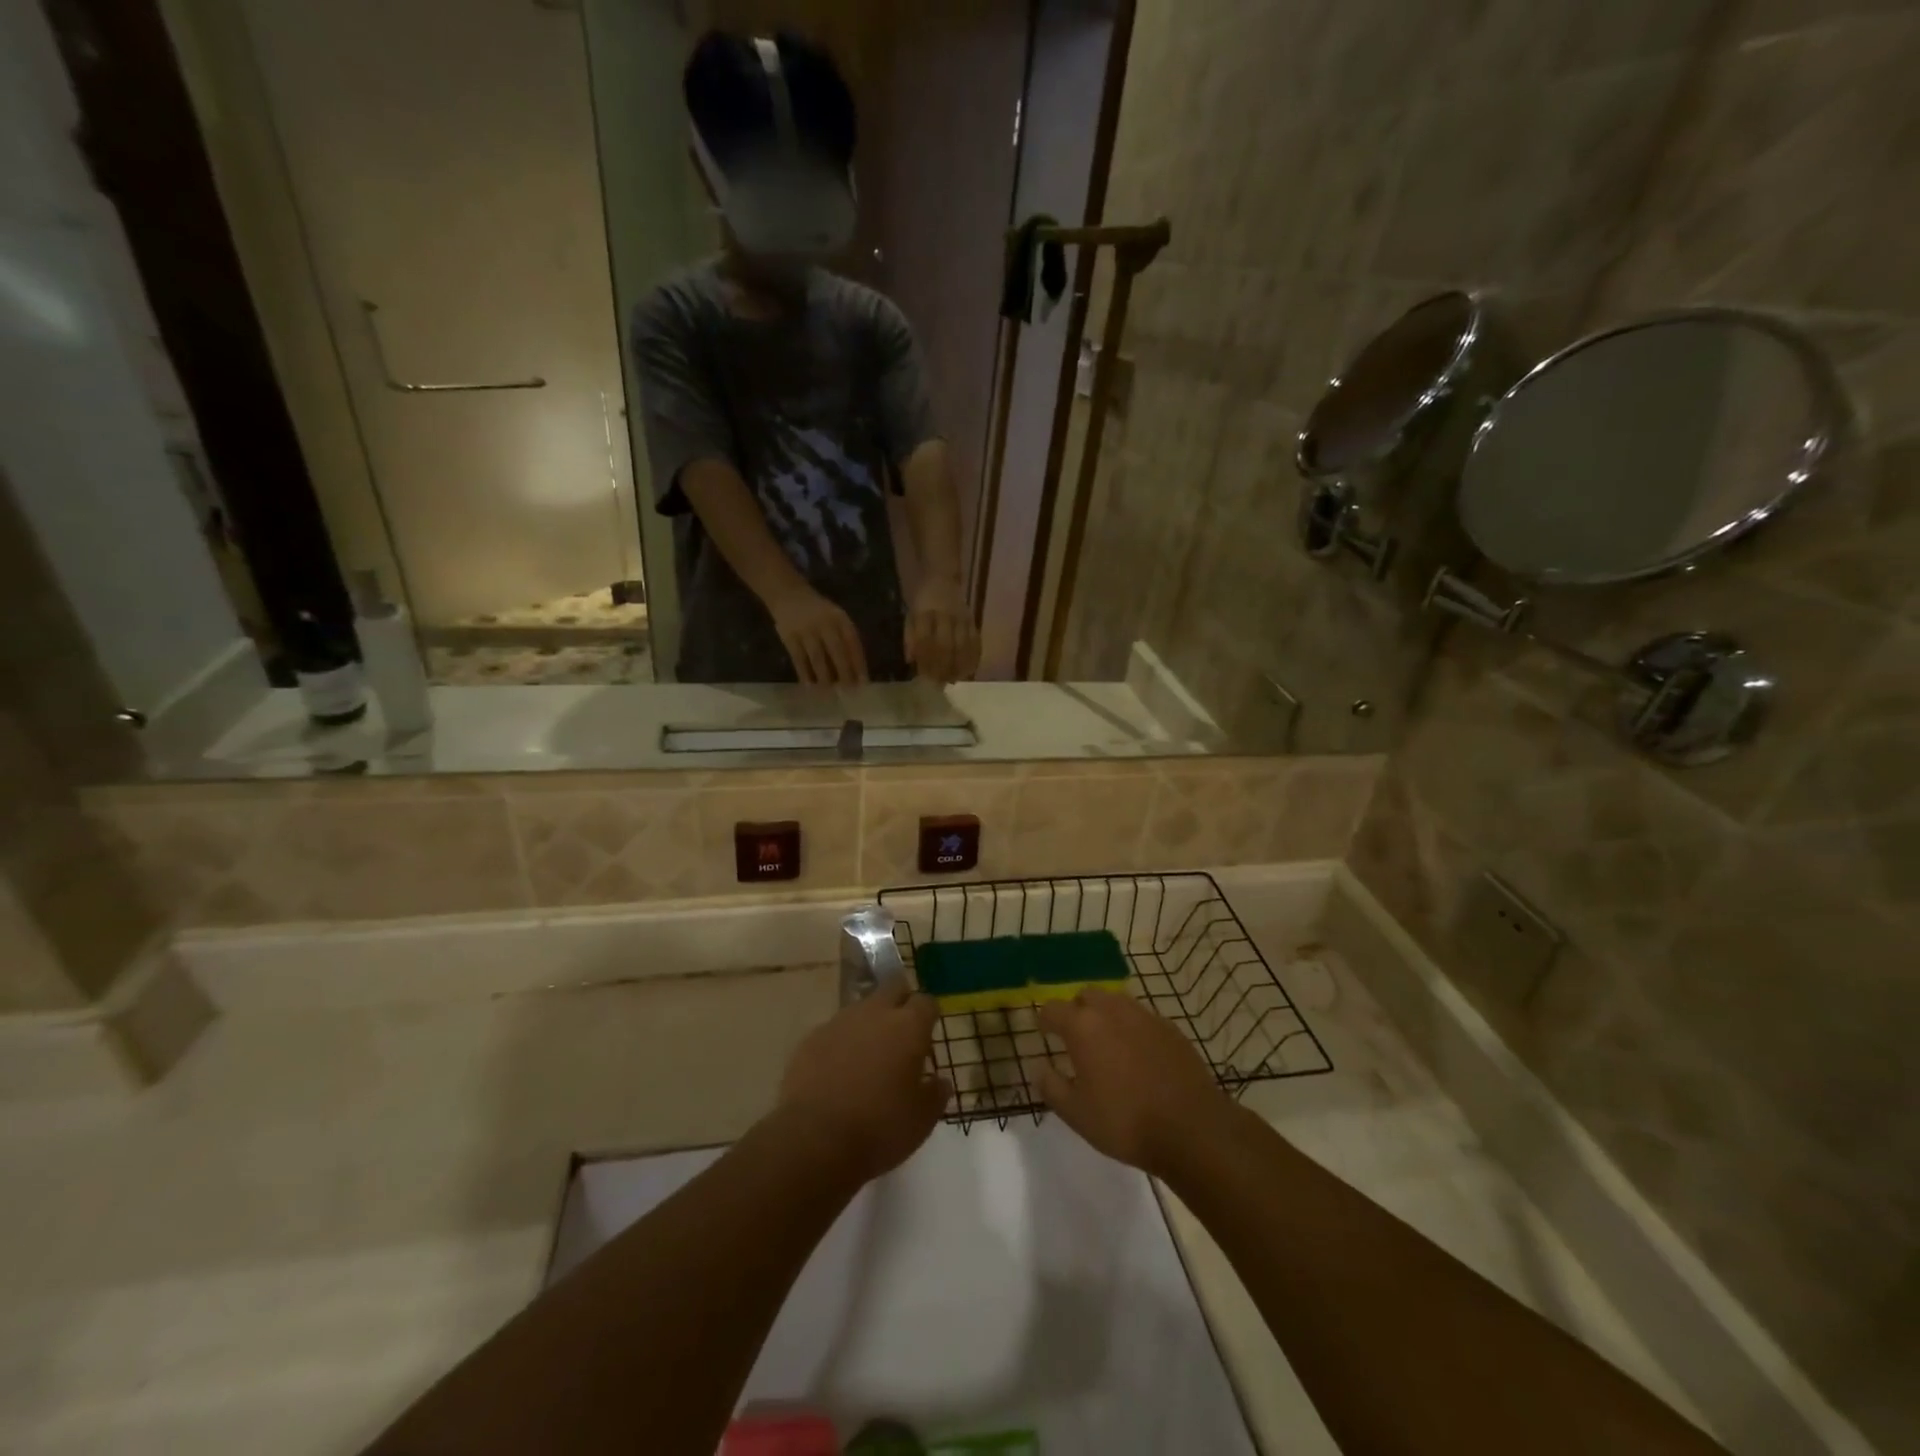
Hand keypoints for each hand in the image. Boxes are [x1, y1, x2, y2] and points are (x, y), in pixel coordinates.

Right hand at [768, 585, 868, 685]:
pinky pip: (798, 658)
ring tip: (829, 692)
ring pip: (817, 657)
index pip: (853, 643)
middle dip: (844, 672)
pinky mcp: (789, 636)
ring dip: (824, 676)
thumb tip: (856, 669)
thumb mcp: (836, 617)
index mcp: (840, 618)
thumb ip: (846, 638)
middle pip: (837, 651)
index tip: (864, 682)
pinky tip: (809, 685)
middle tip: (849, 690)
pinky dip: (804, 673)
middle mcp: (824, 623)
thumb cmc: (819, 612)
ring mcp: (806, 630)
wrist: (788, 594)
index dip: (859, 663)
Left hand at [778, 979, 951, 1181]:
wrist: (814, 1139)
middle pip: (892, 987)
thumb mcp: (922, 1120)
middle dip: (900, 1002)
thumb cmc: (879, 1128)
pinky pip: (834, 1031)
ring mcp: (840, 1021)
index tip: (927, 1034)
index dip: (928, 1015)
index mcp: (909, 1026)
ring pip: (861, 1008)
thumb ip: (935, 1094)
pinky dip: (841, 1043)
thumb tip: (940, 1081)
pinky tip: (838, 1072)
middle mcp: (875, 1012)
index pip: (926, 1002)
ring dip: (869, 1023)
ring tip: (868, 1057)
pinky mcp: (811, 1038)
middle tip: (901, 1032)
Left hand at [904, 576, 979, 683]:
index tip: (924, 679)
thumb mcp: (910, 615)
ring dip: (958, 666)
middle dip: (943, 668)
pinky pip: (976, 641)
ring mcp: (962, 617)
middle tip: (940, 684)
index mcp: (925, 612)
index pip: (926, 641)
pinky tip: (968, 670)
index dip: (926, 661)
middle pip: (946, 646)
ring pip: (962, 646)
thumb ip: (910, 637)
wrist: (942, 577)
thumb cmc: (922, 601)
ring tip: (953, 680)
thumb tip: (910, 661)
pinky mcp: (973, 620)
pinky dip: (973, 658)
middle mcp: (945, 615)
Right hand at [1037, 988, 1226, 1176]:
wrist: (1192, 1129)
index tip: (1043, 1032)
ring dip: (1105, 1014)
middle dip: (1077, 1010)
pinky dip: (1132, 1027)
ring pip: (1116, 1002)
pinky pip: (1142, 1017)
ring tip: (1106, 1042)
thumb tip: (1039, 1068)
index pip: (1053, 1009)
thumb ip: (1051, 1087)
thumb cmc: (1125, 1122)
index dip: (1044, 1020)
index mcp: (1083, 1026)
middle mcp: (1112, 1011)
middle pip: (1087, 996)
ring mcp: (1145, 1016)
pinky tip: (1137, 1054)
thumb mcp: (1076, 1114)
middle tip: (1075, 1036)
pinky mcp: (1170, 1028)